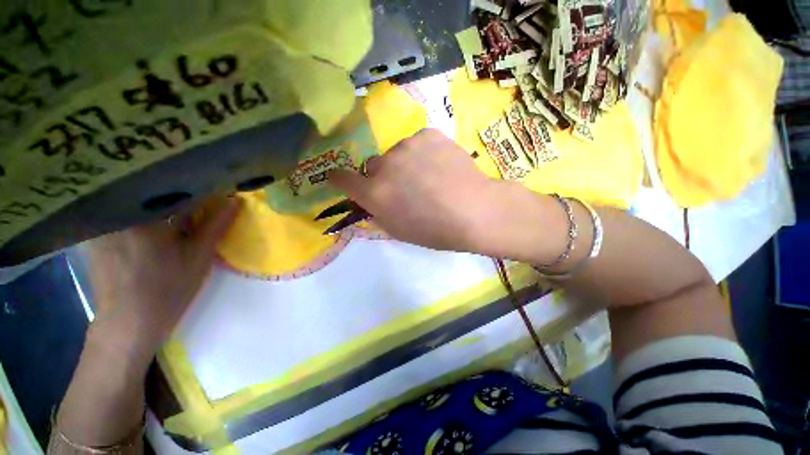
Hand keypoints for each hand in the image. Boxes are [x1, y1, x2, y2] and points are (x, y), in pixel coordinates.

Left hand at [84, 196, 240, 358]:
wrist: (128, 321)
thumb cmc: (168, 289)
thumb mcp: (199, 257)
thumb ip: (216, 225)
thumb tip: (235, 200)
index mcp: (147, 219)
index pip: (178, 191)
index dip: (201, 187)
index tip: (217, 186)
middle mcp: (120, 214)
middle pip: (154, 189)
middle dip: (178, 188)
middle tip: (198, 192)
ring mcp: (103, 222)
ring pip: (136, 197)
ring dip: (158, 197)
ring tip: (176, 200)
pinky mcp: (95, 231)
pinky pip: (121, 209)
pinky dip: (139, 208)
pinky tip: (150, 216)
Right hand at [329, 128, 510, 252]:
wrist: (475, 211)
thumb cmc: (435, 230)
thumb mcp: (398, 231)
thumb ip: (377, 212)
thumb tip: (370, 199)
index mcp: (375, 193)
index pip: (343, 179)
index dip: (339, 178)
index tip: (338, 177)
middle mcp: (385, 166)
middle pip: (373, 166)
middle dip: (382, 176)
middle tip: (404, 187)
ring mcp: (407, 146)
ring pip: (396, 154)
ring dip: (404, 164)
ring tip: (429, 177)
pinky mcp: (428, 134)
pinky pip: (417, 144)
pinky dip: (423, 154)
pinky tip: (440, 166)